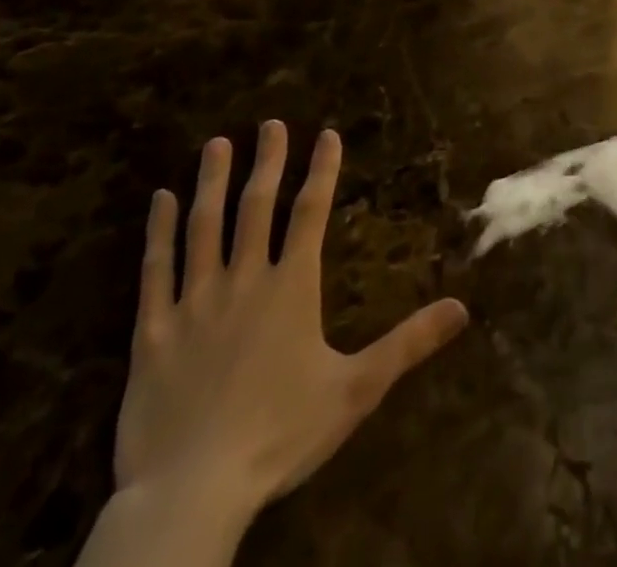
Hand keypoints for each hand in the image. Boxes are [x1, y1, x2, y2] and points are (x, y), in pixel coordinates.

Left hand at [114, 122, 469, 530]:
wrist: (192, 493)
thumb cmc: (280, 435)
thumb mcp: (357, 390)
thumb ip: (408, 343)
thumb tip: (464, 309)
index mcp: (291, 288)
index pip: (311, 214)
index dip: (322, 171)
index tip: (327, 134)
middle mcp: (244, 280)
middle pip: (257, 207)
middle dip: (267, 161)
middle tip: (271, 124)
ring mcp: (194, 302)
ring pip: (204, 226)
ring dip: (212, 182)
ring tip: (217, 144)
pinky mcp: (153, 331)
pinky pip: (155, 270)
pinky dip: (157, 232)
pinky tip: (159, 200)